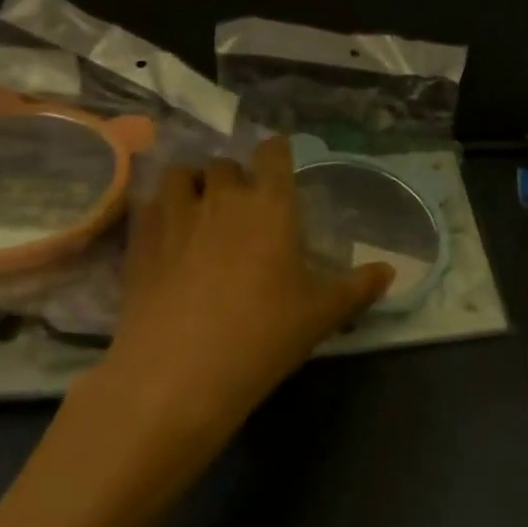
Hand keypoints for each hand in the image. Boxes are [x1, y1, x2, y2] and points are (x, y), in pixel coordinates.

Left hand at [85, 137, 393, 429]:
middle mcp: (222, 198)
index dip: (277, 152)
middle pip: (224, 163)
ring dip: (192, 184)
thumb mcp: (322, 314)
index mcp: (270, 205)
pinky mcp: (138, 242)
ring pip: (179, 175)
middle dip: (235, 176)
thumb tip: (389, 272)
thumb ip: (358, 288)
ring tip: (199, 208)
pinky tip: (165, 234)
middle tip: (244, 205)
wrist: (179, 374)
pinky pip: (147, 205)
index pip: (273, 152)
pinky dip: (158, 210)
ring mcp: (174, 217)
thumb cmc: (263, 335)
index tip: (280, 167)